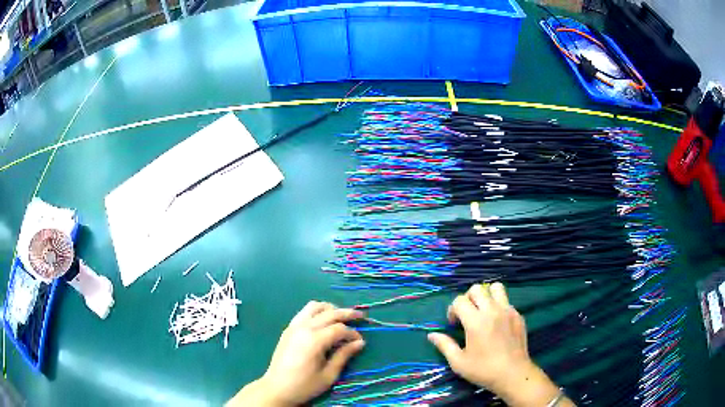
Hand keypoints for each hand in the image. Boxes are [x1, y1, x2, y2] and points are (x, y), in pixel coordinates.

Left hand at [227, 301, 365, 406]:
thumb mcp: (328, 375)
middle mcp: (304, 328)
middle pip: (329, 313)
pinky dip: (317, 312)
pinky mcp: (288, 329)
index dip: (353, 333)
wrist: (276, 388)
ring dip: (330, 309)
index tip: (361, 341)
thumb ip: (344, 356)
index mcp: (314, 340)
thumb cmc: (304, 385)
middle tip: (360, 317)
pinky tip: (323, 321)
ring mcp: (294, 326)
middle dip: (347, 314)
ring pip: (314, 306)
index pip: (339, 329)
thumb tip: (359, 343)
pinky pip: (304, 312)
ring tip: (341, 316)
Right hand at [428, 283, 572, 406]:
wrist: (513, 374)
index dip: (452, 310)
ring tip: (483, 311)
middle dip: (468, 298)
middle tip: (467, 315)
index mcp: (476, 322)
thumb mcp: (459, 362)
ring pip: (496, 288)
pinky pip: (506, 301)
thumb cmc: (483, 370)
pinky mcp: (518, 315)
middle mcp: (492, 311)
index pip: (460, 300)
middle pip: (477, 289)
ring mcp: (508, 311)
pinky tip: (497, 324)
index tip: (454, 325)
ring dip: (486, 296)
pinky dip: (499, 306)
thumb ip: (445, 345)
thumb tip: (431, 335)